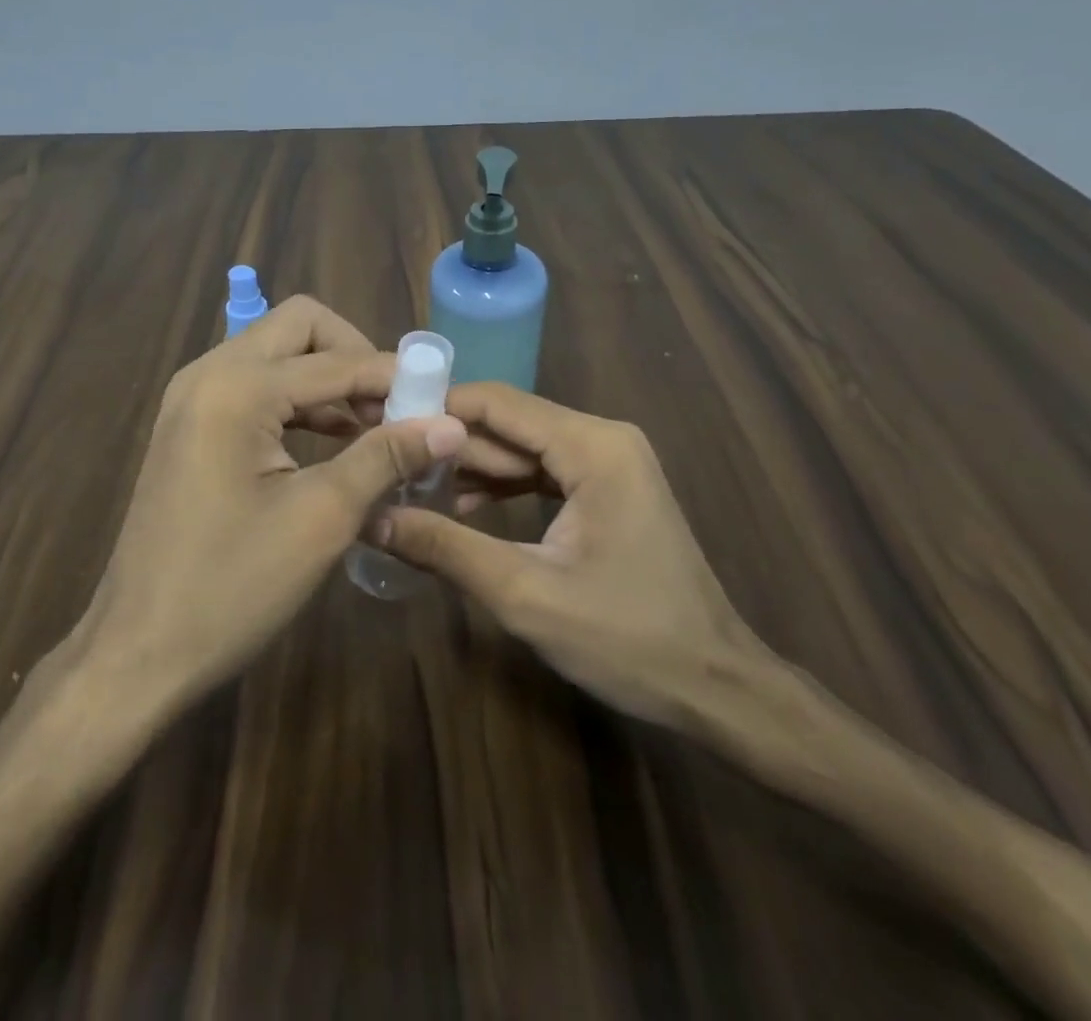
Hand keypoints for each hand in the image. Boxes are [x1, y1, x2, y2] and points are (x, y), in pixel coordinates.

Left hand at [80, 295, 466, 710]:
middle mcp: (209, 373)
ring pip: (277, 354)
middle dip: (355, 356)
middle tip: (396, 406)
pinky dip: (300, 402)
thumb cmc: (231, 587)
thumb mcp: (320, 519)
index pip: (336, 361)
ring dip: (329, 380)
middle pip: (299, 328)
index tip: (442, 402)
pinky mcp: (191, 425)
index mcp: (236, 387)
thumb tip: (452, 425)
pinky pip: (255, 387)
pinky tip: (334, 441)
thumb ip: (385, 458)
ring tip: (377, 427)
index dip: (395, 378)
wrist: (138, 650)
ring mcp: (193, 398)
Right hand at [375, 382, 769, 724]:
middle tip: (386, 463)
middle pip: (508, 423)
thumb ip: (446, 548)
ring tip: (410, 487)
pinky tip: (461, 508)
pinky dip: (502, 486)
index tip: (380, 425)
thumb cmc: (629, 640)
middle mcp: (603, 437)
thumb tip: (373, 519)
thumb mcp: (526, 595)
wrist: (717, 687)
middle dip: (448, 443)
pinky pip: (543, 471)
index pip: (497, 404)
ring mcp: (610, 462)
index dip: (435, 409)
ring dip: (471, 467)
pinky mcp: (608, 487)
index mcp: (592, 446)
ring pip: (522, 448)